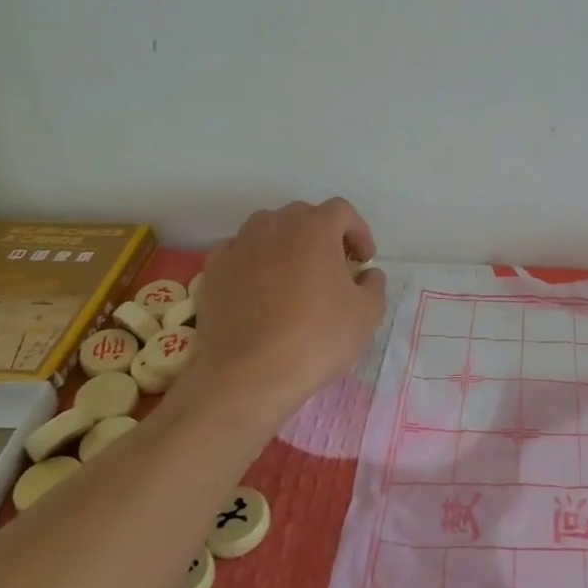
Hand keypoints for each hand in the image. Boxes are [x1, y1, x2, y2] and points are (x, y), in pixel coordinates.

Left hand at [185, 198, 386, 417]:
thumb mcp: (368, 314)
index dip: (358, 232)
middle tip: (332, 268)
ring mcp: (239, 245)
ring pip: (267, 229)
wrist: (248, 376)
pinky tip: (258, 289)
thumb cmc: (316, 338)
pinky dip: (251, 261)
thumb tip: (366, 274)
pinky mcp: (212, 271)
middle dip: (322, 236)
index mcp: (316, 228)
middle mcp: (275, 225)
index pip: (342, 211)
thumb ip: (374, 284)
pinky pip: (237, 252)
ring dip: (285, 244)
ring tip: (292, 276)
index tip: (363, 261)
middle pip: (304, 216)